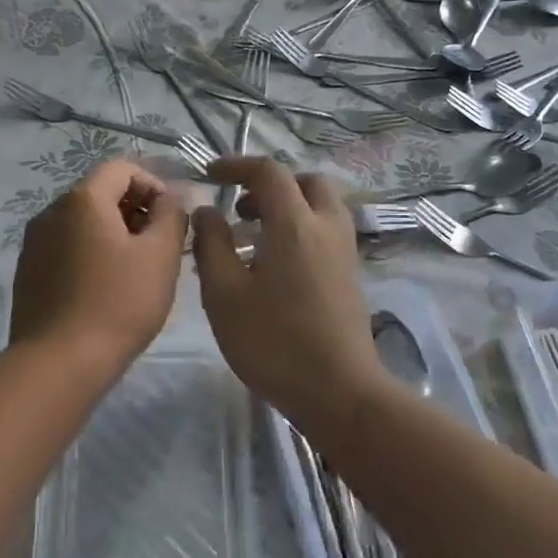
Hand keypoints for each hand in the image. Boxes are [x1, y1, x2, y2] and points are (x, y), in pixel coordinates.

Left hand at [9, 158, 188, 371]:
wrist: (59, 363)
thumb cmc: (118, 304)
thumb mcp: (160, 256)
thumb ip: (171, 215)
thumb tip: (171, 198)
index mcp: (82, 200)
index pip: (122, 168)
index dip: (154, 184)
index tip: (173, 218)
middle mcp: (51, 212)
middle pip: (100, 194)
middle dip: (136, 211)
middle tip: (161, 246)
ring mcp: (34, 244)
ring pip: (83, 224)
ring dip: (115, 235)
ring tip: (138, 271)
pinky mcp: (28, 273)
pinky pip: (67, 249)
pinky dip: (92, 255)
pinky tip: (107, 290)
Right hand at [192, 158, 388, 424]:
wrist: (338, 390)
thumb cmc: (273, 341)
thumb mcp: (224, 294)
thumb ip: (211, 244)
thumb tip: (207, 211)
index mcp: (295, 223)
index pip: (268, 172)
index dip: (236, 166)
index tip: (209, 176)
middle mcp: (327, 226)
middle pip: (305, 181)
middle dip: (271, 184)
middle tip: (241, 207)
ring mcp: (345, 251)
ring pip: (320, 206)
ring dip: (288, 207)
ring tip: (253, 237)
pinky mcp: (351, 274)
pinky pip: (326, 231)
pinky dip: (301, 228)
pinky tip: (275, 264)